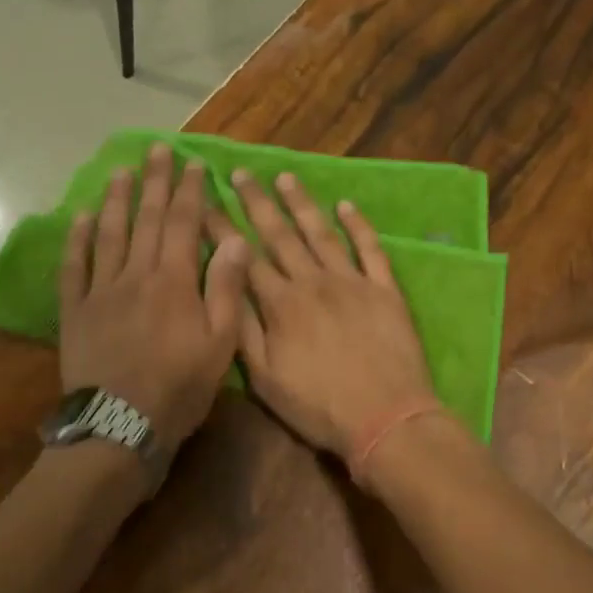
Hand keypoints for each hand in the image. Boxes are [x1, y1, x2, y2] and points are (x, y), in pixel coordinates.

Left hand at [60, 143, 251, 453]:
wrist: (120, 427)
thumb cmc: (179, 388)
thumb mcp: (220, 344)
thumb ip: (225, 288)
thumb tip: (234, 238)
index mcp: (174, 281)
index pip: (182, 223)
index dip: (188, 191)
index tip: (192, 163)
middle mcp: (136, 275)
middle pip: (146, 219)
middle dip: (154, 182)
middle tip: (157, 149)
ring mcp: (101, 291)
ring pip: (109, 234)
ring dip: (116, 200)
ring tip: (121, 171)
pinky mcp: (75, 311)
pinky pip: (74, 267)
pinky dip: (77, 239)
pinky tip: (81, 217)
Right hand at [222, 169, 436, 459]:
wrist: (387, 418)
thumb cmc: (320, 407)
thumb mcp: (266, 379)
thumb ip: (244, 331)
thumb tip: (224, 287)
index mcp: (281, 305)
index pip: (244, 258)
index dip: (222, 228)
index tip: (205, 202)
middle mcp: (313, 282)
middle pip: (280, 235)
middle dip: (257, 202)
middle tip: (241, 173)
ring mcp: (352, 282)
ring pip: (322, 233)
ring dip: (302, 203)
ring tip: (285, 177)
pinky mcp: (385, 290)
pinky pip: (371, 249)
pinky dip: (359, 225)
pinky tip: (347, 204)